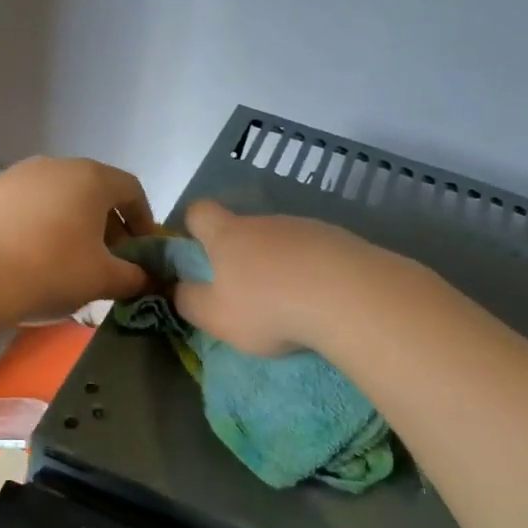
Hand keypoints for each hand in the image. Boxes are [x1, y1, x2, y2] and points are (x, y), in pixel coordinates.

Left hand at [0, 157, 155, 322]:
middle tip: (108, 260)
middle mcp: (55, 166)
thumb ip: (133, 277)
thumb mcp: (102, 279)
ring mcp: (16, 176)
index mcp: (91, 178)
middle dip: (107, 225)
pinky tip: (28, 257)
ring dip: (71, 224)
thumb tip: (145, 278)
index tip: (143, 250)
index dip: (144, 220)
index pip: (131, 190)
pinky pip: (25, 208)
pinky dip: (37, 227)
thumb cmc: (50, 270)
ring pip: (57, 198)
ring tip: (67, 260)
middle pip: (93, 192)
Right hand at [173, 200, 371, 354]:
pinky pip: (316, 254)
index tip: (194, 253)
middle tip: (244, 296)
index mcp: (228, 235)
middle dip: (240, 257)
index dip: (191, 227)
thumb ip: (189, 301)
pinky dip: (312, 273)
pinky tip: (320, 301)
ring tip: (289, 304)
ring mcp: (307, 227)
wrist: (349, 297)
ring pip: (282, 243)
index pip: (199, 211)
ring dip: (279, 266)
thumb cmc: (268, 307)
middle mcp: (266, 222)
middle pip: (244, 229)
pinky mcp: (342, 241)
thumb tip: (178, 289)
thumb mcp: (215, 316)